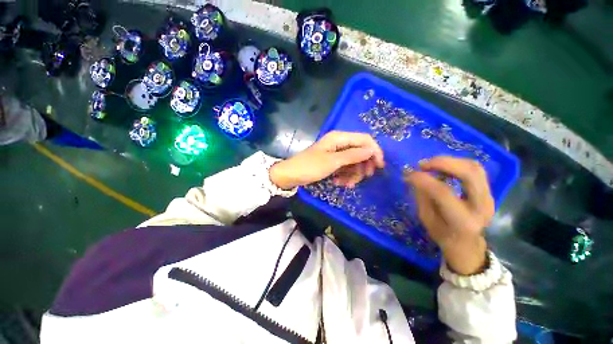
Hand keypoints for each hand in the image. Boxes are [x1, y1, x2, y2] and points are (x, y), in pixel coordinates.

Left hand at [270, 131, 384, 189]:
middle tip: (364, 178)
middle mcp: (339, 143)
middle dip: (363, 166)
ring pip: (354, 162)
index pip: (365, 140)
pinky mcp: (332, 162)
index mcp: (339, 138)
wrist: (291, 175)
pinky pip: (345, 168)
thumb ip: (353, 155)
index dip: (374, 151)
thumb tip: (371, 150)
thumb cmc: (310, 167)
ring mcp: (336, 153)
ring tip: (346, 184)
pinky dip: (345, 176)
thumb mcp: (333, 162)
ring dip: (353, 174)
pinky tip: (339, 183)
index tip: (380, 166)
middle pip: (360, 152)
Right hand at [405, 157, 494, 274]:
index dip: (424, 180)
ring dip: (450, 161)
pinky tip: (442, 168)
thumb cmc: (442, 234)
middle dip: (443, 163)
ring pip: (474, 168)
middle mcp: (482, 207)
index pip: (443, 192)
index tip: (409, 174)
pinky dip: (456, 164)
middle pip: (469, 173)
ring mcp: (489, 198)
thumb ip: (422, 196)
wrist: (466, 244)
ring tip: (431, 165)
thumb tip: (414, 175)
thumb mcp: (426, 218)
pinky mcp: (489, 191)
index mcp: (463, 221)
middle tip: (422, 164)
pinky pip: (475, 169)